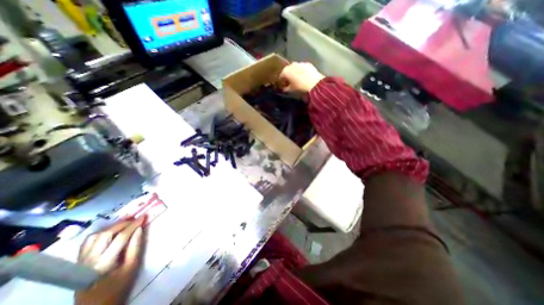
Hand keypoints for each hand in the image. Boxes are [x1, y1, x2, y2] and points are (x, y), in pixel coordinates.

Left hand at [74, 217, 145, 304]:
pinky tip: (110, 231)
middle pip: (105, 234)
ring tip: (125, 222)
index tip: (144, 216)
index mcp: (104, 263)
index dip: (133, 225)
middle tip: (136, 218)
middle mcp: (89, 260)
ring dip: (111, 227)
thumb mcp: (132, 267)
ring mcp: (80, 262)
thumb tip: (140, 229)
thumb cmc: (119, 287)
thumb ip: (135, 247)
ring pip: (94, 236)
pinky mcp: (78, 263)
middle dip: (122, 223)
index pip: (120, 237)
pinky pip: (88, 243)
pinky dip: (100, 233)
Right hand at [280, 62, 321, 93]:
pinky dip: (303, 71)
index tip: (285, 85)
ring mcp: (300, 63)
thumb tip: (284, 88)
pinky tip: (305, 77)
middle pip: (288, 70)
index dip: (282, 81)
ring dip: (296, 72)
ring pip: (296, 68)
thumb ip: (285, 89)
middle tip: (292, 82)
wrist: (314, 84)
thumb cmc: (300, 87)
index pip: (281, 76)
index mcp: (286, 71)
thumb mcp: (291, 90)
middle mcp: (292, 65)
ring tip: (299, 79)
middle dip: (289, 75)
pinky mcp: (308, 64)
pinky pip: (303, 68)